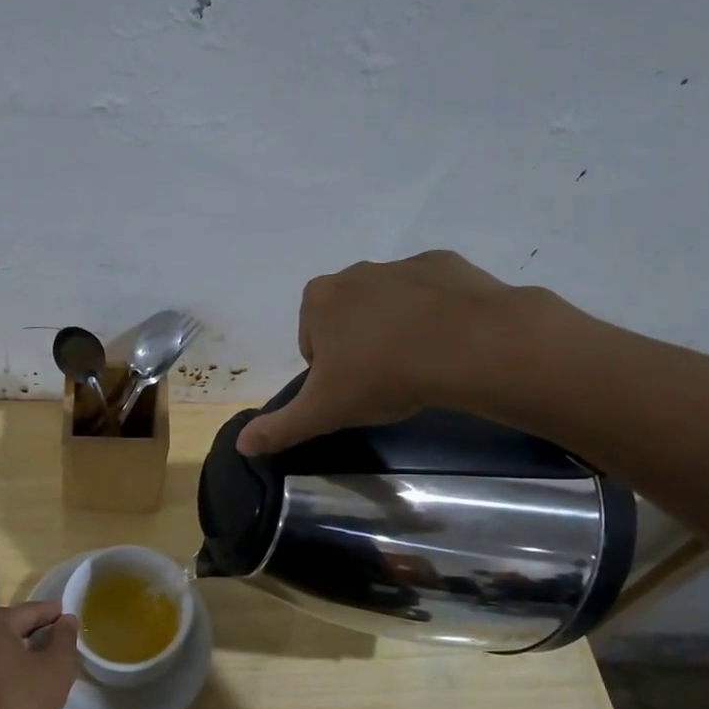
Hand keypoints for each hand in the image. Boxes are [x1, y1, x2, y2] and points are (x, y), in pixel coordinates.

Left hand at [0, 602, 78, 708]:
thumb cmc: (23, 703)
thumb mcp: (56, 668)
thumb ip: (64, 638)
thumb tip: (65, 619)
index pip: (30, 610)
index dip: (53, 612)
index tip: (72, 617)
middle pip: (13, 624)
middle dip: (39, 628)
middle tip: (63, 637)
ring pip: (3, 645)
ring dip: (26, 647)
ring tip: (50, 658)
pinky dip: (13, 663)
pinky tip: (30, 678)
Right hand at [236, 250, 557, 455]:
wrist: (467, 346)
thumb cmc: (382, 375)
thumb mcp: (323, 411)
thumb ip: (279, 428)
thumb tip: (241, 445)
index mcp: (318, 300)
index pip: (311, 341)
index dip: (329, 370)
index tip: (353, 389)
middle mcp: (354, 273)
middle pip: (347, 318)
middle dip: (360, 345)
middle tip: (384, 379)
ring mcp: (401, 265)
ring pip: (388, 304)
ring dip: (396, 329)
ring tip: (420, 364)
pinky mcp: (444, 264)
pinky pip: (430, 293)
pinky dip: (434, 314)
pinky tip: (447, 342)